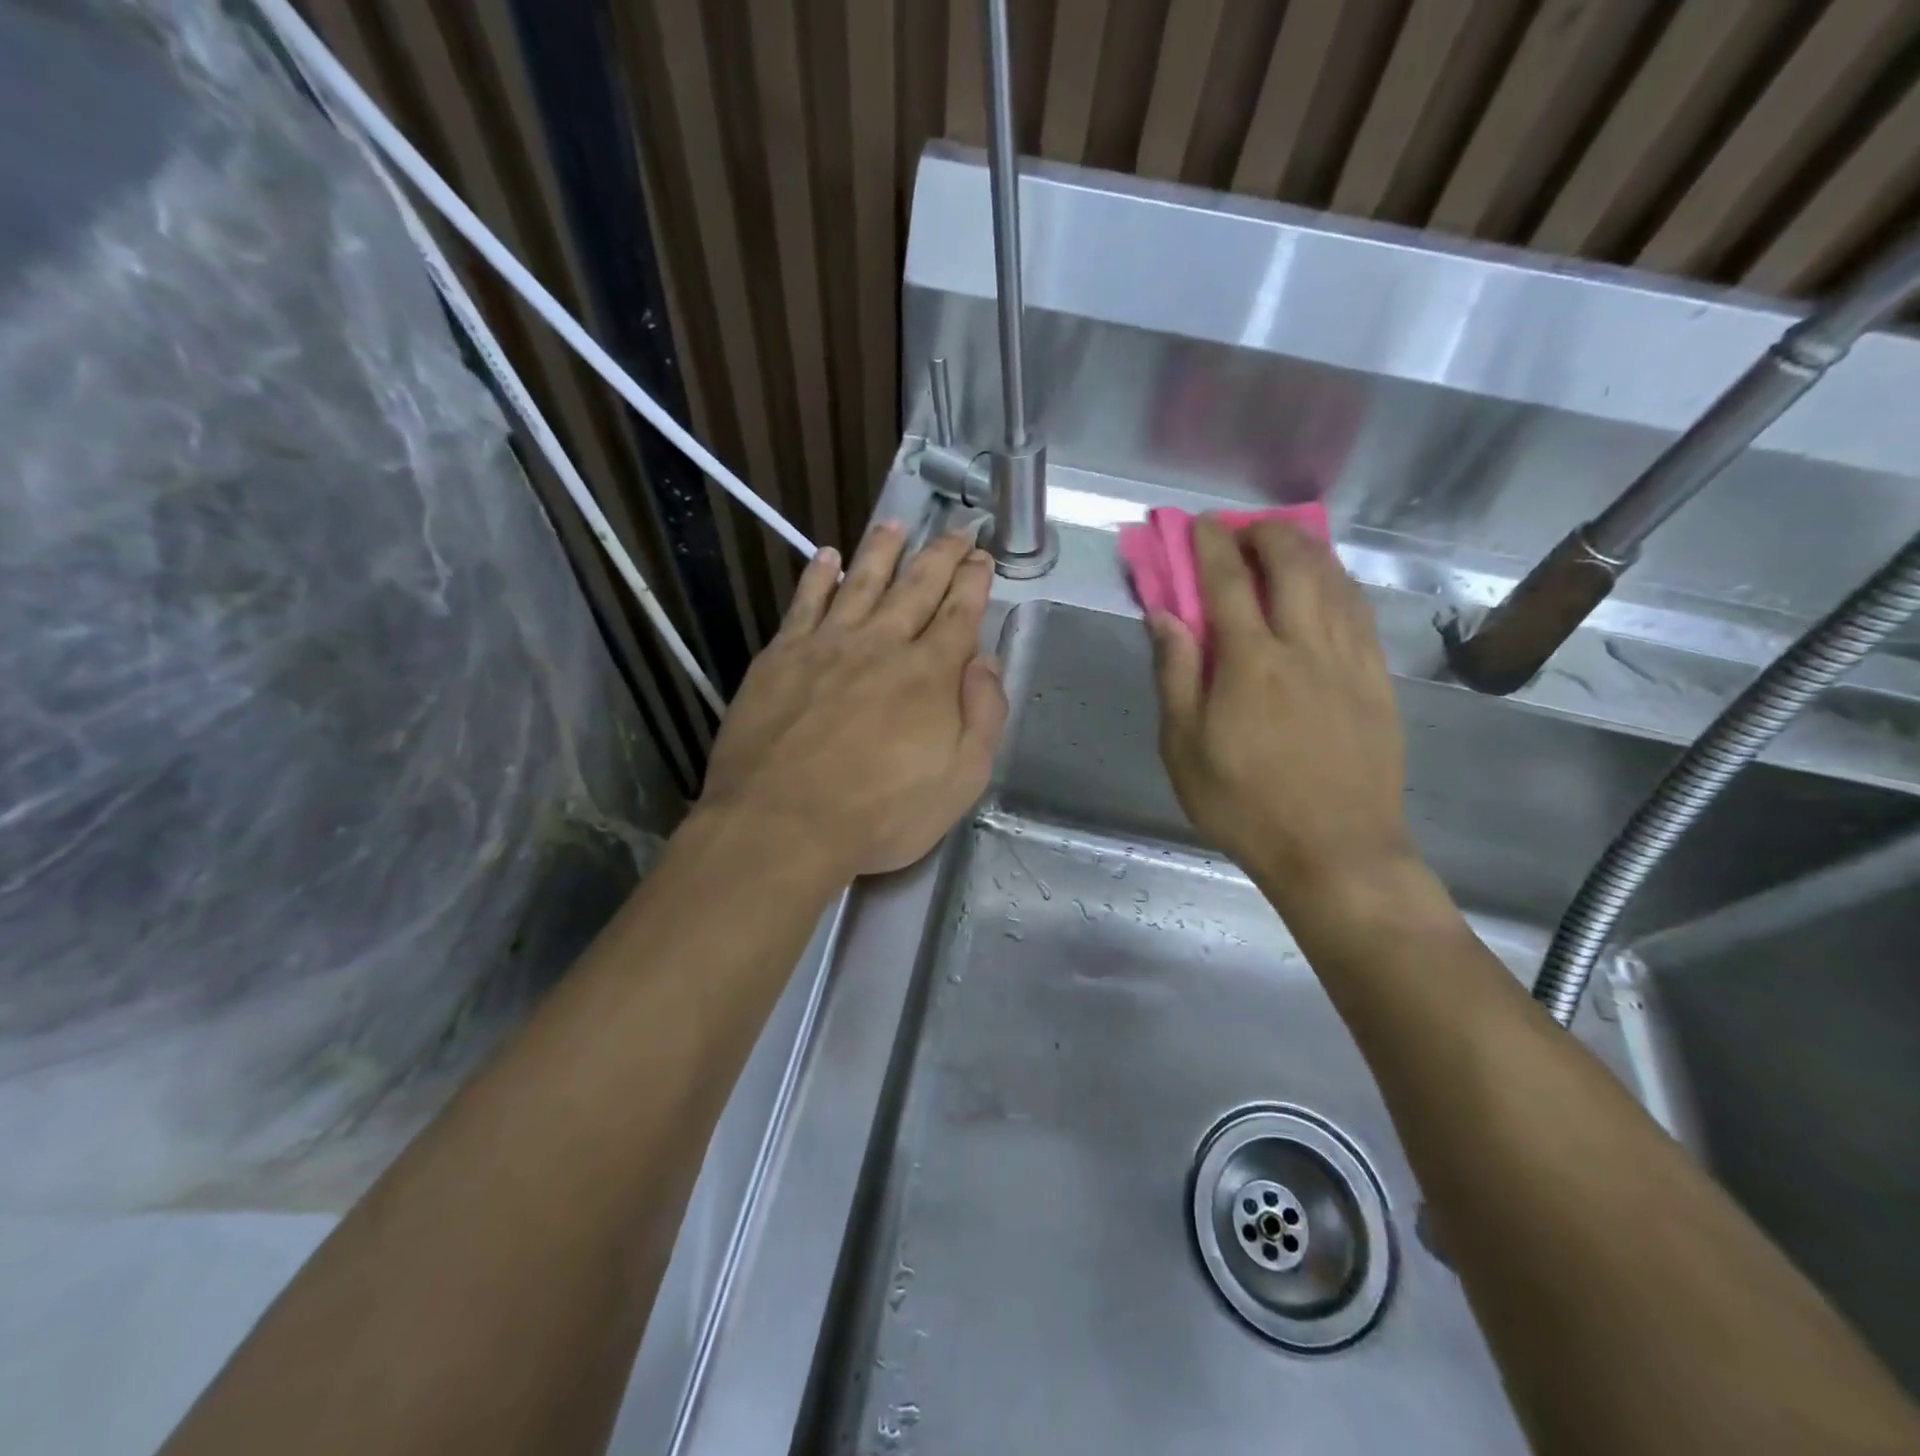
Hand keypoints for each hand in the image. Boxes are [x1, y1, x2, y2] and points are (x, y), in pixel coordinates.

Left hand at [700, 522, 1007, 879]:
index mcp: (929, 673)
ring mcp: (827, 645)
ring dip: (882, 549)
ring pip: (861, 581)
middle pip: (917, 585)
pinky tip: (826, 557)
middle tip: (955, 530)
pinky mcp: (781, 656)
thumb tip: (984, 660)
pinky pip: (805, 602)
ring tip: (895, 523)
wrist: (780, 825)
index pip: (959, 612)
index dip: (974, 580)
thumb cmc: (880, 815)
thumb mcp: (961, 781)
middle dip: (941, 554)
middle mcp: (882, 644)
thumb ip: (983, 715)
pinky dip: (818, 575)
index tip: (982, 557)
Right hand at [1149, 517, 1413, 909]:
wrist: (1336, 852)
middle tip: (1242, 531)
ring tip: (1284, 543)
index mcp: (1250, 664)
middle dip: (1265, 534)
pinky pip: (1361, 612)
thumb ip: (1175, 676)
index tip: (1198, 523)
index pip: (1227, 582)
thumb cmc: (1245, 806)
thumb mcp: (1184, 750)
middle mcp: (1304, 647)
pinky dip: (1340, 583)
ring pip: (1334, 581)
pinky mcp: (1378, 680)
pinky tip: (1329, 584)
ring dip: (1306, 549)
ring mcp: (1349, 661)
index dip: (1210, 545)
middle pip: (1292, 564)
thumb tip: (1164, 616)